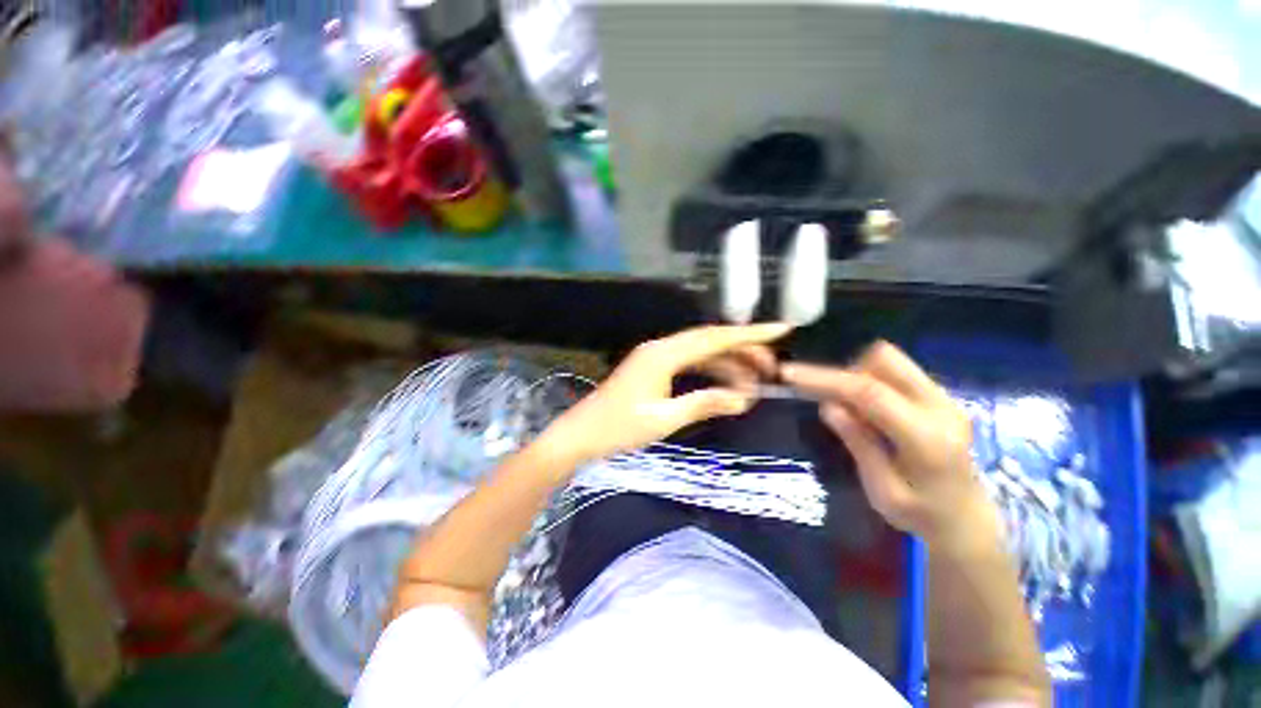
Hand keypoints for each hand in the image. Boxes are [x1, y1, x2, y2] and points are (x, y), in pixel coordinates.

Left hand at [537, 323, 791, 466]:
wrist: (581, 433)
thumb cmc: (618, 428)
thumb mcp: (664, 419)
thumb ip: (703, 403)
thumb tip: (742, 399)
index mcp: (663, 355)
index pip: (713, 338)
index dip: (748, 334)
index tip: (780, 329)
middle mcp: (660, 348)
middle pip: (709, 341)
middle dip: (742, 350)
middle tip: (772, 368)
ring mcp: (655, 357)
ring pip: (700, 352)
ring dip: (727, 364)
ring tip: (754, 382)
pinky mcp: (652, 368)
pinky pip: (688, 363)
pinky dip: (708, 372)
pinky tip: (725, 385)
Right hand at [782, 342, 999, 551]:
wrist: (968, 520)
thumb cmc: (921, 515)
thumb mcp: (882, 491)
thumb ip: (859, 444)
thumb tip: (828, 405)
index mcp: (926, 438)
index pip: (870, 393)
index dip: (825, 379)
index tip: (788, 373)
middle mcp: (940, 407)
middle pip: (885, 360)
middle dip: (846, 372)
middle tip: (830, 398)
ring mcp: (944, 398)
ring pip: (891, 360)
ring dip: (859, 374)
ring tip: (852, 409)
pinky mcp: (940, 396)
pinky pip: (897, 371)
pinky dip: (871, 379)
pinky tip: (868, 410)